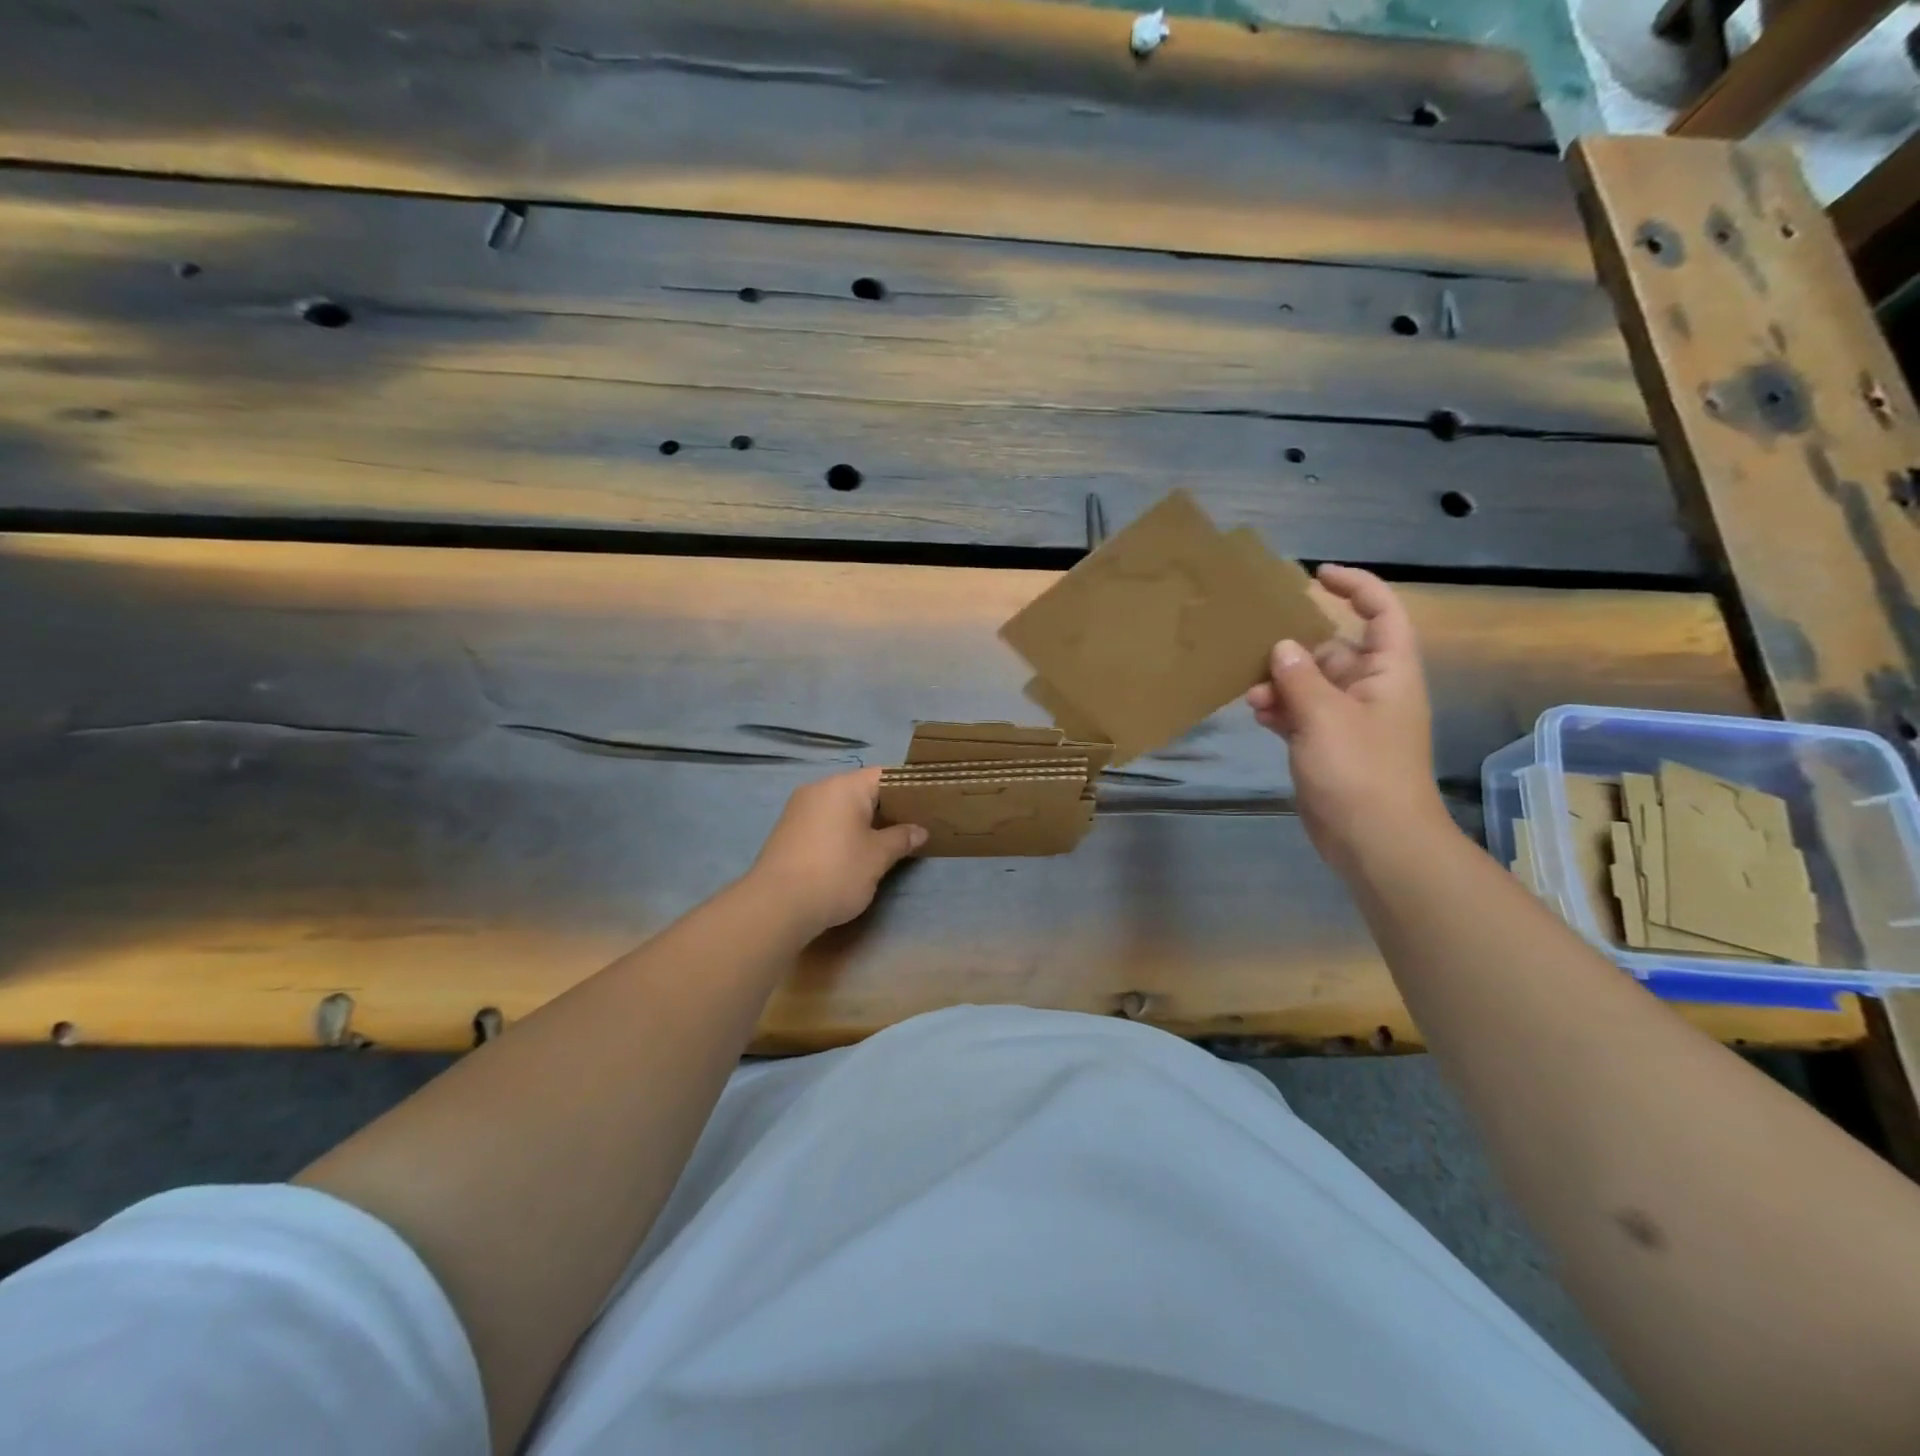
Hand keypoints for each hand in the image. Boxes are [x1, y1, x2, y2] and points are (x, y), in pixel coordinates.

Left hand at [744, 768, 926, 938]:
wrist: (776, 906)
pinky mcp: (788, 830)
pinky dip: (843, 831)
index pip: (885, 775)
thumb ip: (901, 838)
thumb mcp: (877, 857)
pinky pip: (825, 821)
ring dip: (864, 822)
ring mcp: (799, 809)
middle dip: (887, 808)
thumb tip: (919, 830)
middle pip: (862, 790)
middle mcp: (819, 789)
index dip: (908, 789)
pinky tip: (854, 853)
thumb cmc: (836, 873)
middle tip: (911, 828)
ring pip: (842, 807)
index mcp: (844, 786)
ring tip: (886, 843)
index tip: (926, 807)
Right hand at [1246, 564, 1448, 871]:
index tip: (1315, 576)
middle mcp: (1371, 689)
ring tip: (1251, 696)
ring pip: (1311, 684)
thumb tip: (1282, 647)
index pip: (1381, 613)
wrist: (1375, 841)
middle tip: (1256, 650)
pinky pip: (1303, 714)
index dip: (1355, 587)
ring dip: (1282, 685)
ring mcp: (1349, 720)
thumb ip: (1300, 678)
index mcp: (1388, 672)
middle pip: (1333, 649)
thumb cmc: (1360, 771)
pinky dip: (1282, 710)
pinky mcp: (1329, 746)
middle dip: (1295, 650)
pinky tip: (1258, 715)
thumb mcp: (1326, 717)